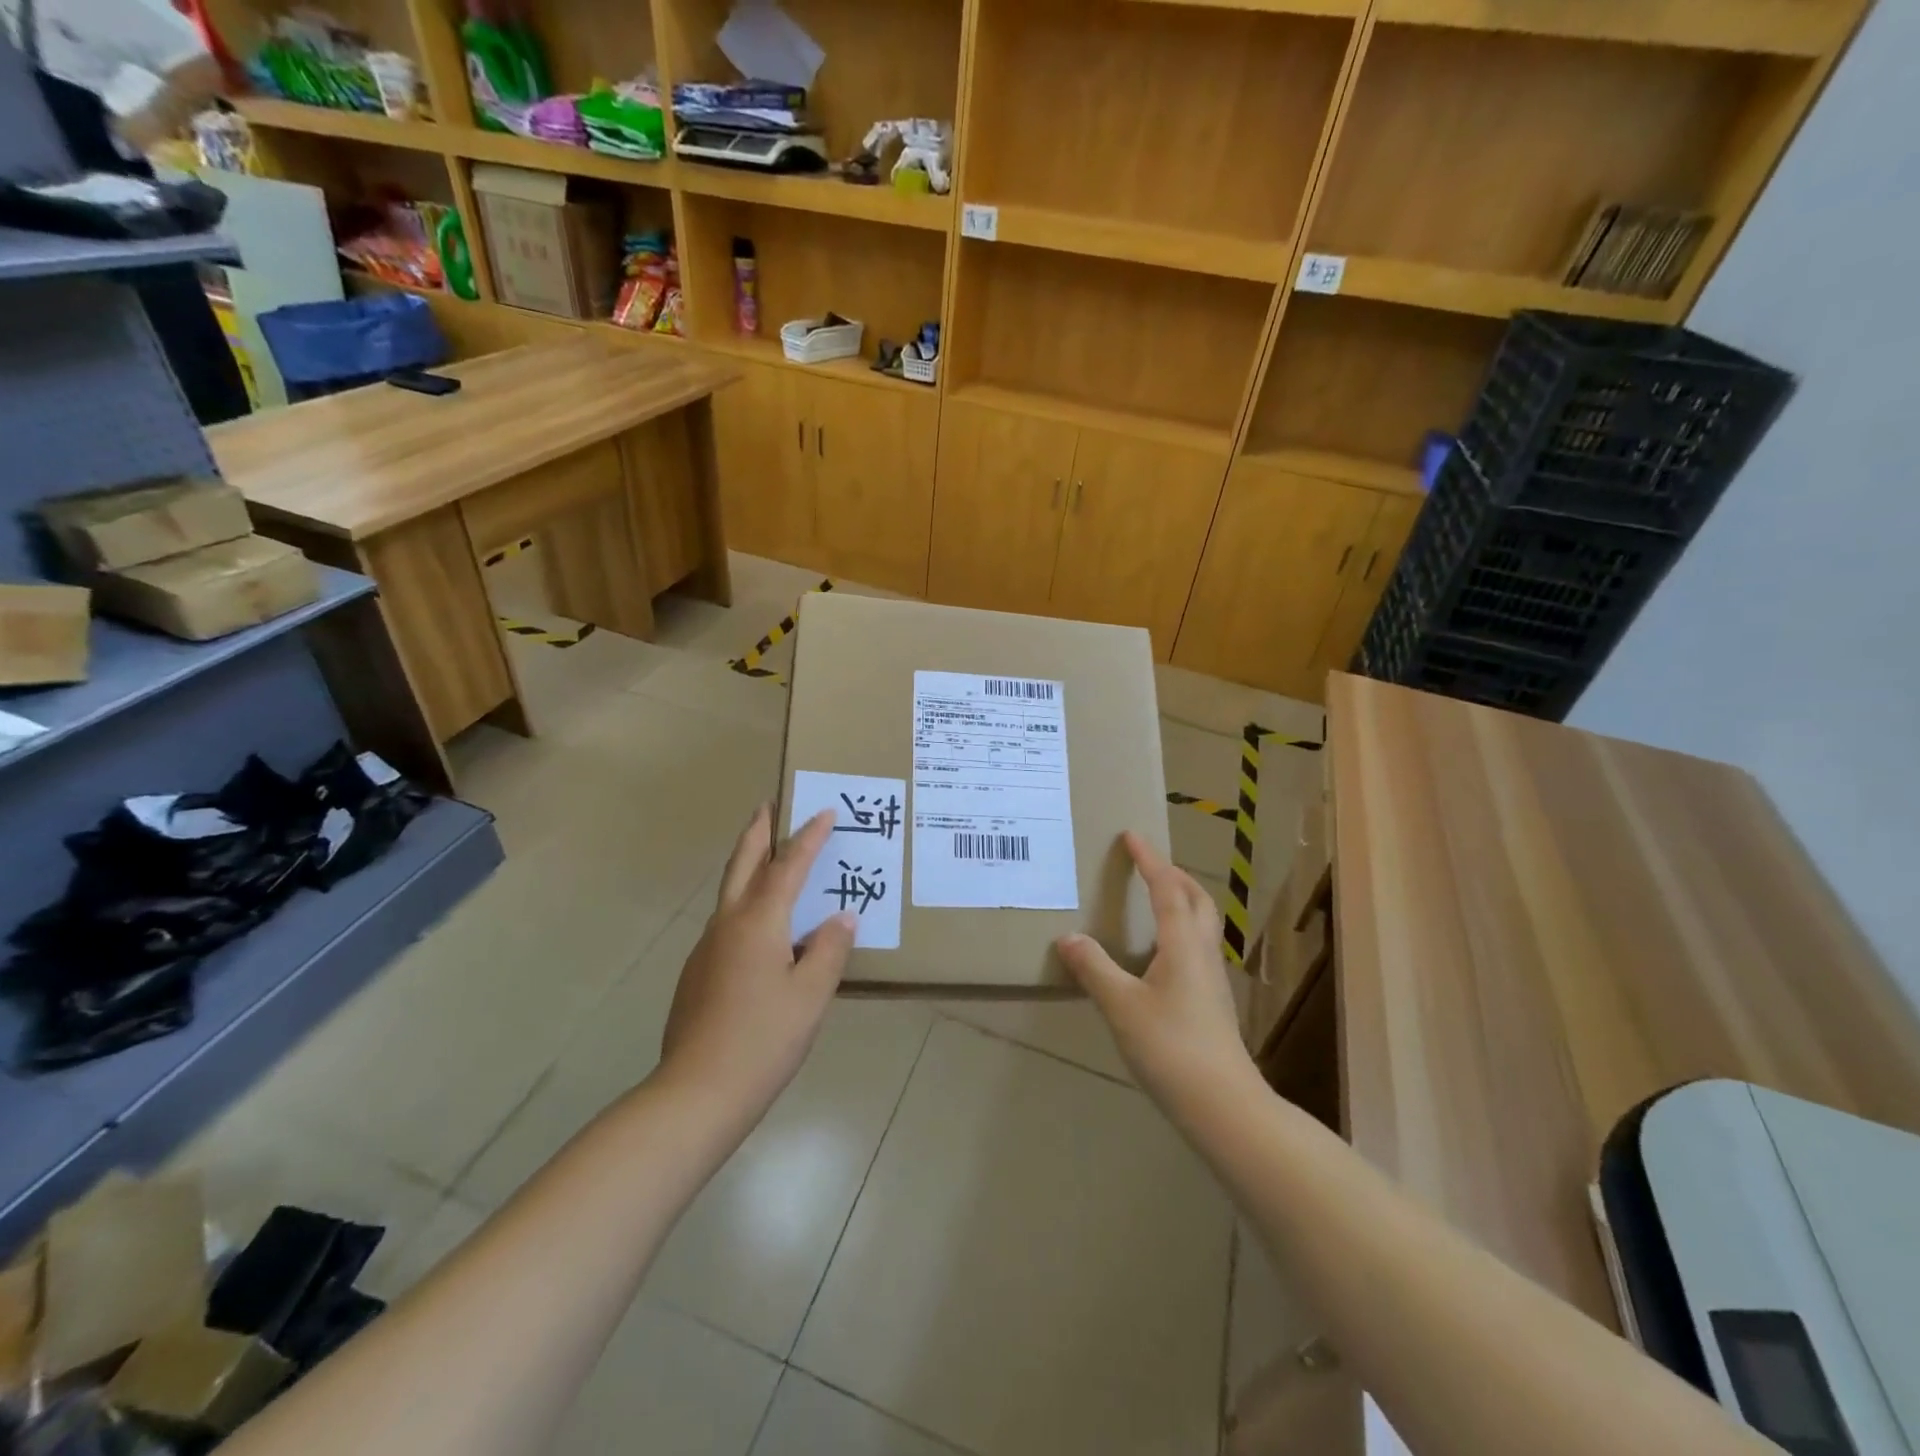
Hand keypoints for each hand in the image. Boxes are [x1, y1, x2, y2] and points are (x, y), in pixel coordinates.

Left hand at [658, 805, 854, 1124]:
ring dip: (748, 865)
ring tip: (770, 858)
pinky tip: (763, 928)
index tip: (824, 811)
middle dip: (758, 832)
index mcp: (758, 922)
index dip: (808, 837)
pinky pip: (727, 922)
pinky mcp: (699, 973)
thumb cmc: (763, 1039)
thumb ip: (829, 950)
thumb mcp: (811, 995)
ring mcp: (707, 948)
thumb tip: (841, 918)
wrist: (696, 1093)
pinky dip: (746, 903)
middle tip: (769, 806)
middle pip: (742, 864)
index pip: (788, 866)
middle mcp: (727, 924)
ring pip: (730, 892)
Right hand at [1056, 832, 1256, 1110]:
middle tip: (1147, 864)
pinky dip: (1179, 929)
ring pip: (1202, 923)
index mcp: (1183, 943)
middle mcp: (1203, 952)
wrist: (1223, 1105)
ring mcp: (1212, 978)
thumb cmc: (1171, 1047)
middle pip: (1196, 899)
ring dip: (1181, 900)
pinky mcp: (1212, 1001)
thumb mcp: (1122, 1006)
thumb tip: (1069, 938)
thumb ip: (1095, 969)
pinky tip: (1159, 952)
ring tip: (1153, 899)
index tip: (1132, 836)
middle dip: (1174, 875)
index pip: (1167, 888)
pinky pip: (1197, 946)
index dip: (1149, 860)